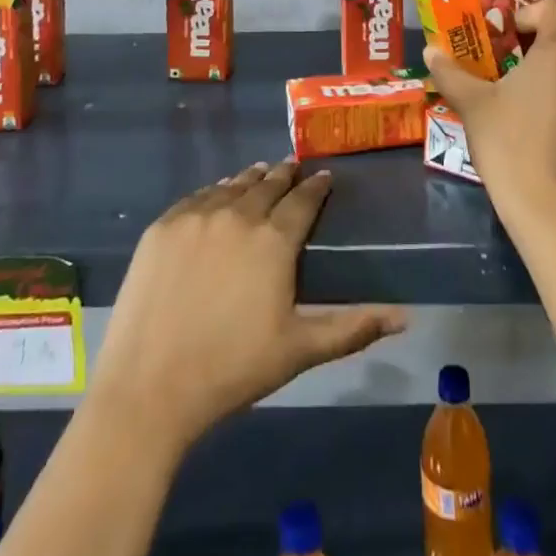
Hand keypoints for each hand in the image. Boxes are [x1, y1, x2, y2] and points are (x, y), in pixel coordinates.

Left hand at [89, 161, 408, 452]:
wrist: (148, 387)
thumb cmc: (232, 369)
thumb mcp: (299, 350)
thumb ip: (352, 327)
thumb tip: (406, 317)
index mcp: (274, 239)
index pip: (303, 199)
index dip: (317, 186)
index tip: (324, 177)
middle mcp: (237, 214)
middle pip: (267, 184)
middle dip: (285, 175)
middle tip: (293, 168)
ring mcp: (196, 216)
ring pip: (231, 185)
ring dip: (251, 178)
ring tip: (261, 174)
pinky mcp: (163, 226)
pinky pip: (197, 197)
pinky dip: (215, 192)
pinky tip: (218, 195)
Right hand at [426, 0, 555, 228]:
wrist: (548, 209)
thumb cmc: (508, 144)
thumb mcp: (472, 105)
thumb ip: (451, 73)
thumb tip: (430, 50)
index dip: (531, 9)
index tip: (506, 32)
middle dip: (553, 28)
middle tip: (519, 47)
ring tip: (523, 81)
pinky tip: (537, 113)